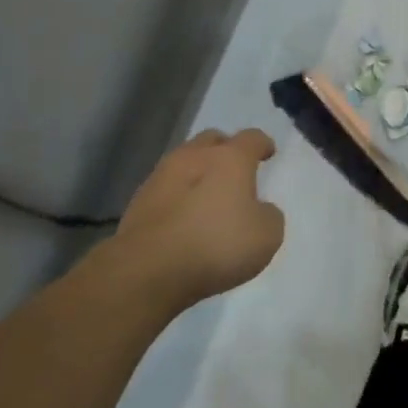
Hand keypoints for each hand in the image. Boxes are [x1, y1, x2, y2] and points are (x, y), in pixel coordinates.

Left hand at [110, 129, 284, 312]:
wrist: (149, 269)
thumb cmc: (216, 245)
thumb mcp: (266, 236)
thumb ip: (268, 215)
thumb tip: (259, 209)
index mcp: (230, 158)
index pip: (251, 138)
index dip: (262, 144)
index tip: (268, 153)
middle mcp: (194, 156)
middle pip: (213, 141)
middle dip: (225, 150)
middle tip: (235, 170)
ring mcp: (161, 176)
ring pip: (185, 162)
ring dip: (198, 172)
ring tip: (206, 196)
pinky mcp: (138, 201)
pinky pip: (166, 189)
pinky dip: (178, 196)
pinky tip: (182, 218)